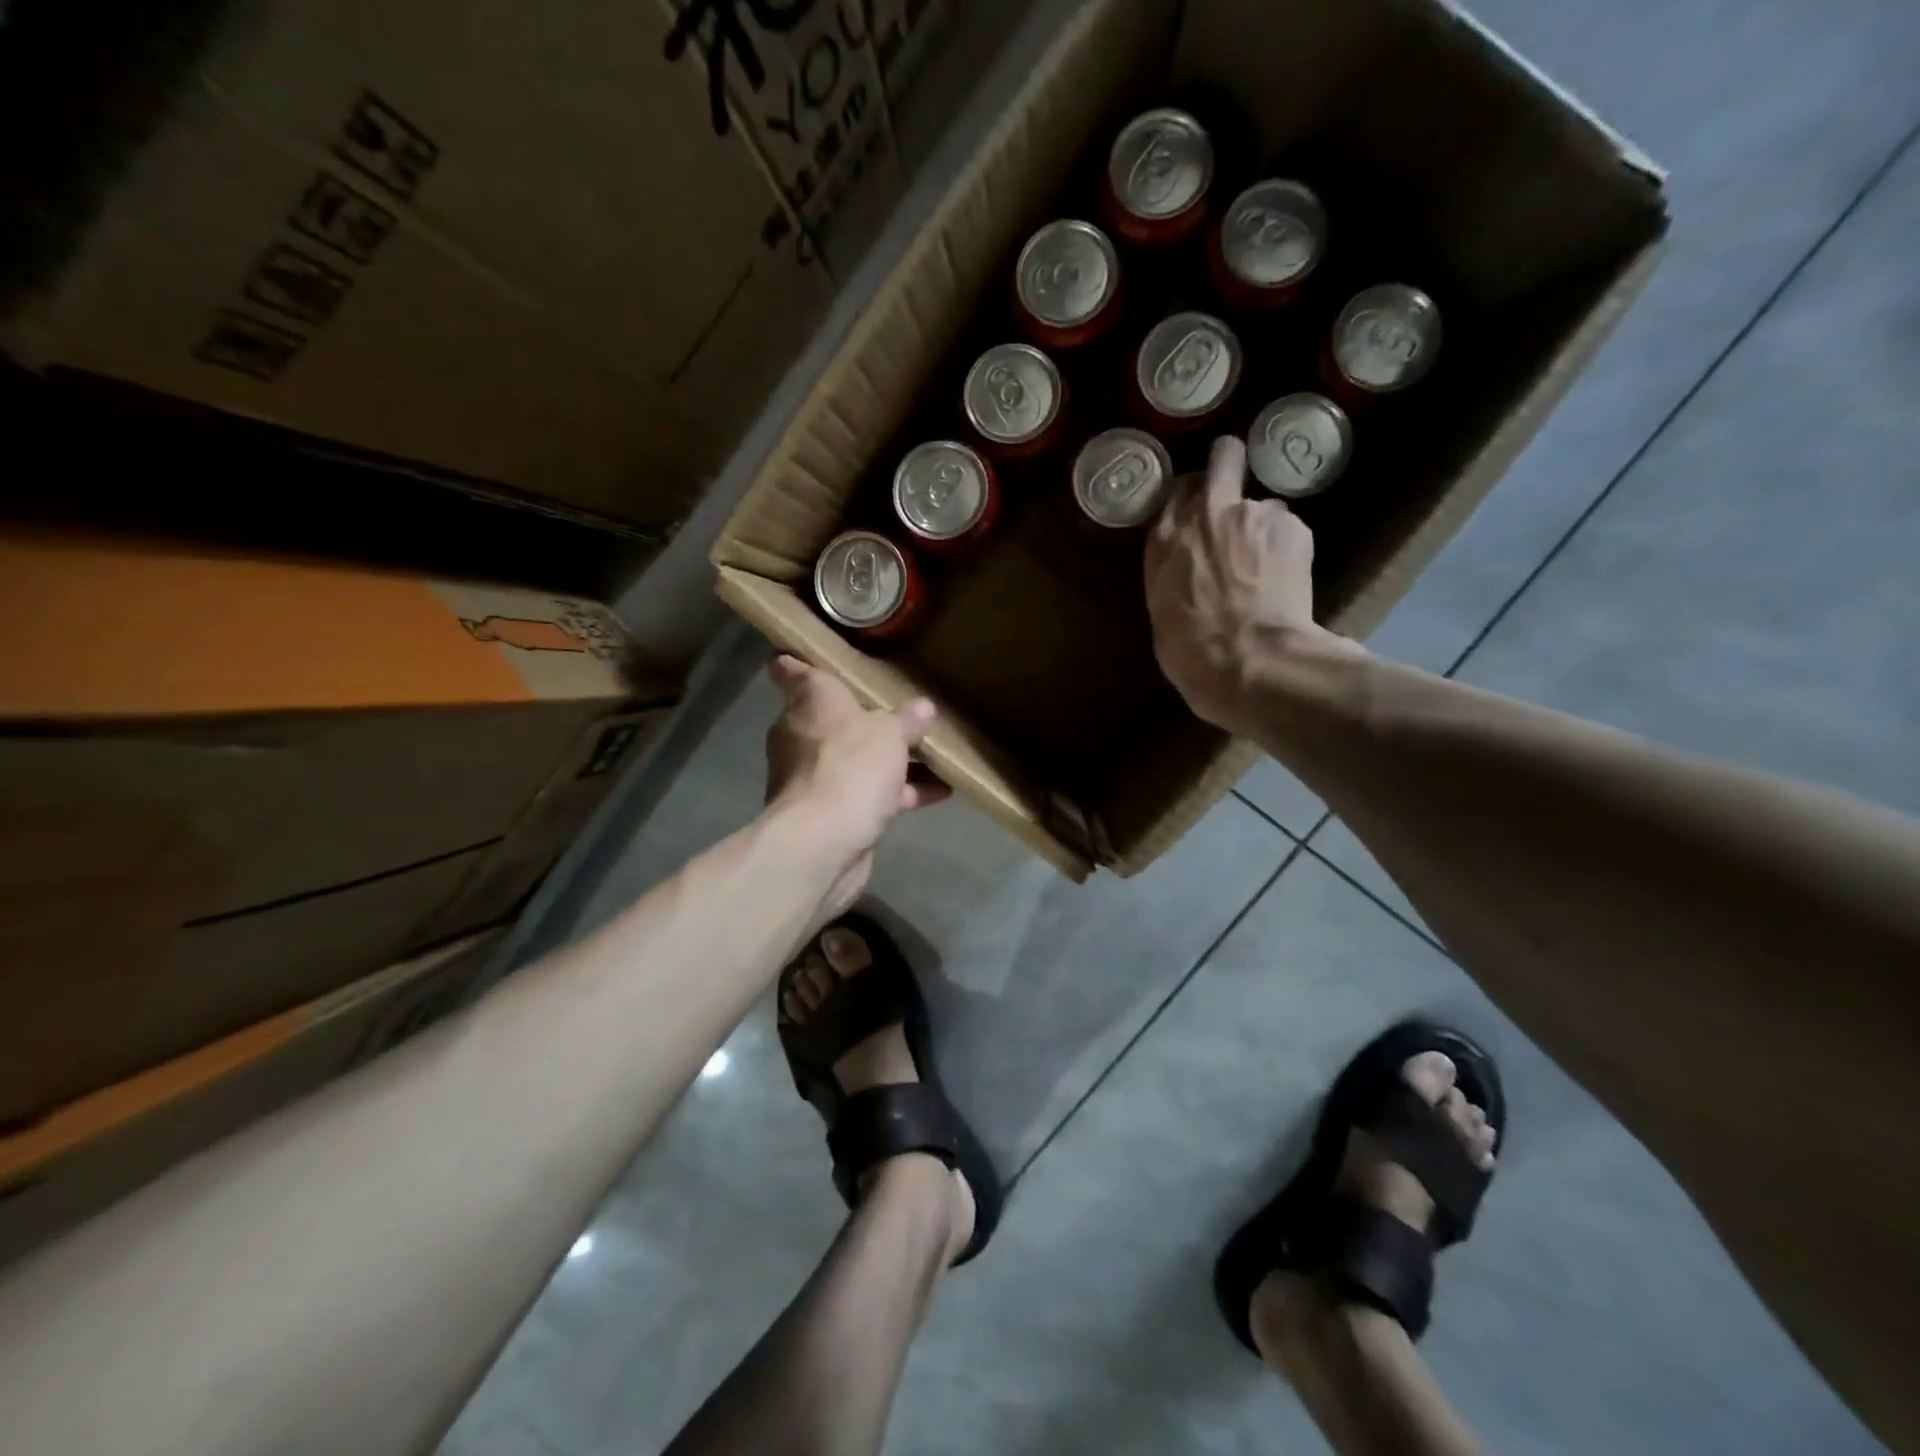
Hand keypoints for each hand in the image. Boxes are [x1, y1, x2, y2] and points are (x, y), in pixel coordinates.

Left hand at [764, 656, 949, 911]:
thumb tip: (923, 708)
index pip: (791, 671)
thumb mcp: (890, 733)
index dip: (796, 662)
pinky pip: (865, 793)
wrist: (823, 841)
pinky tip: (939, 793)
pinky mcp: (826, 813)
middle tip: (900, 711)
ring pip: (853, 759)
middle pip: (831, 718)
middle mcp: (801, 735)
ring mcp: (811, 777)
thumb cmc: (850, 765)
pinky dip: (896, 793)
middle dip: (864, 719)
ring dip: (888, 760)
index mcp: (809, 701)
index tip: (802, 655)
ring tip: (933, 755)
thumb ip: (906, 720)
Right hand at [1144, 436, 1357, 733]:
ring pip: (1263, 504)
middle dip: (1230, 465)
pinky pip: (1289, 528)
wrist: (1247, 659)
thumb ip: (1175, 570)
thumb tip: (1190, 566)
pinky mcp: (1293, 526)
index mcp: (1165, 539)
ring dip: (1263, 526)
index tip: (1198, 509)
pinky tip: (1286, 580)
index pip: (1177, 490)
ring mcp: (1252, 514)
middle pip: (1223, 458)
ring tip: (1267, 567)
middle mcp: (1206, 512)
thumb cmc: (1191, 651)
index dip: (1192, 496)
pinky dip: (1288, 548)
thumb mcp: (1162, 608)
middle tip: (1237, 491)